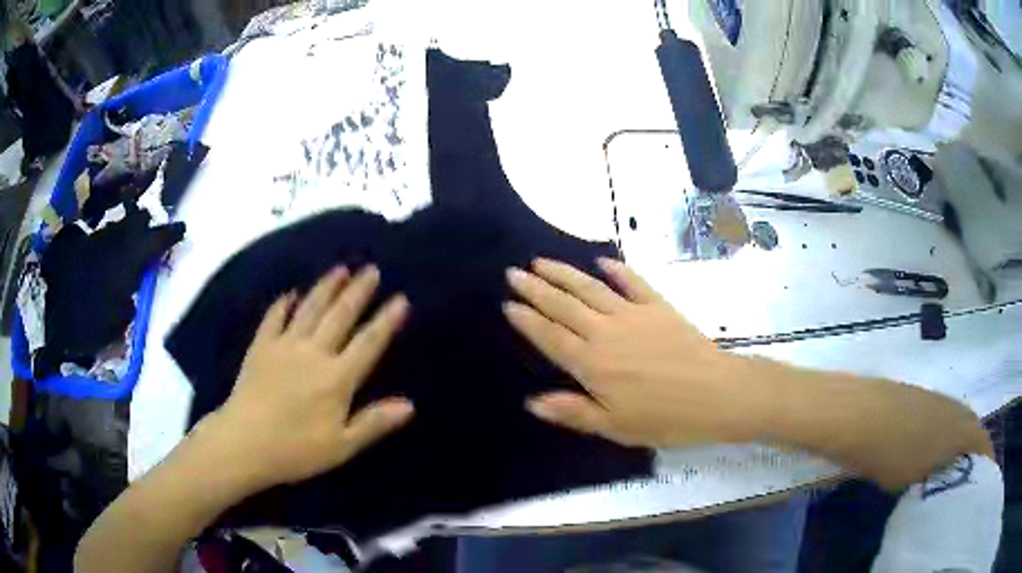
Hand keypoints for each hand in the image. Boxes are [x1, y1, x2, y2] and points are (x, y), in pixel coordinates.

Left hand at [197, 265, 414, 491]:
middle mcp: (313, 353)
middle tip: (371, 269)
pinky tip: (289, 293)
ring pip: (309, 309)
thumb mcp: (342, 446)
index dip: (386, 321)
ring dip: (326, 287)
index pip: (368, 343)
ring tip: (340, 269)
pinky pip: (274, 318)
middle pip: (340, 316)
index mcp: (337, 379)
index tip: (400, 299)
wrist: (244, 443)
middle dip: (358, 292)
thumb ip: (374, 423)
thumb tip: (409, 405)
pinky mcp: (260, 347)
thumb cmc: (296, 450)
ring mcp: (284, 346)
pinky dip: (282, 304)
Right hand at [504, 258, 760, 447]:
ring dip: (564, 273)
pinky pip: (633, 282)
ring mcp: (633, 314)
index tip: (509, 303)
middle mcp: (606, 332)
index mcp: (592, 364)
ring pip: (591, 288)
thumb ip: (573, 412)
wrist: (716, 394)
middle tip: (514, 273)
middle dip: (536, 289)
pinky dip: (616, 269)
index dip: (528, 320)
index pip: (551, 337)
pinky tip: (602, 260)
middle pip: (564, 306)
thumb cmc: (664, 418)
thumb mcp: (615, 426)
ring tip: (542, 261)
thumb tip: (533, 402)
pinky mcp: (659, 306)